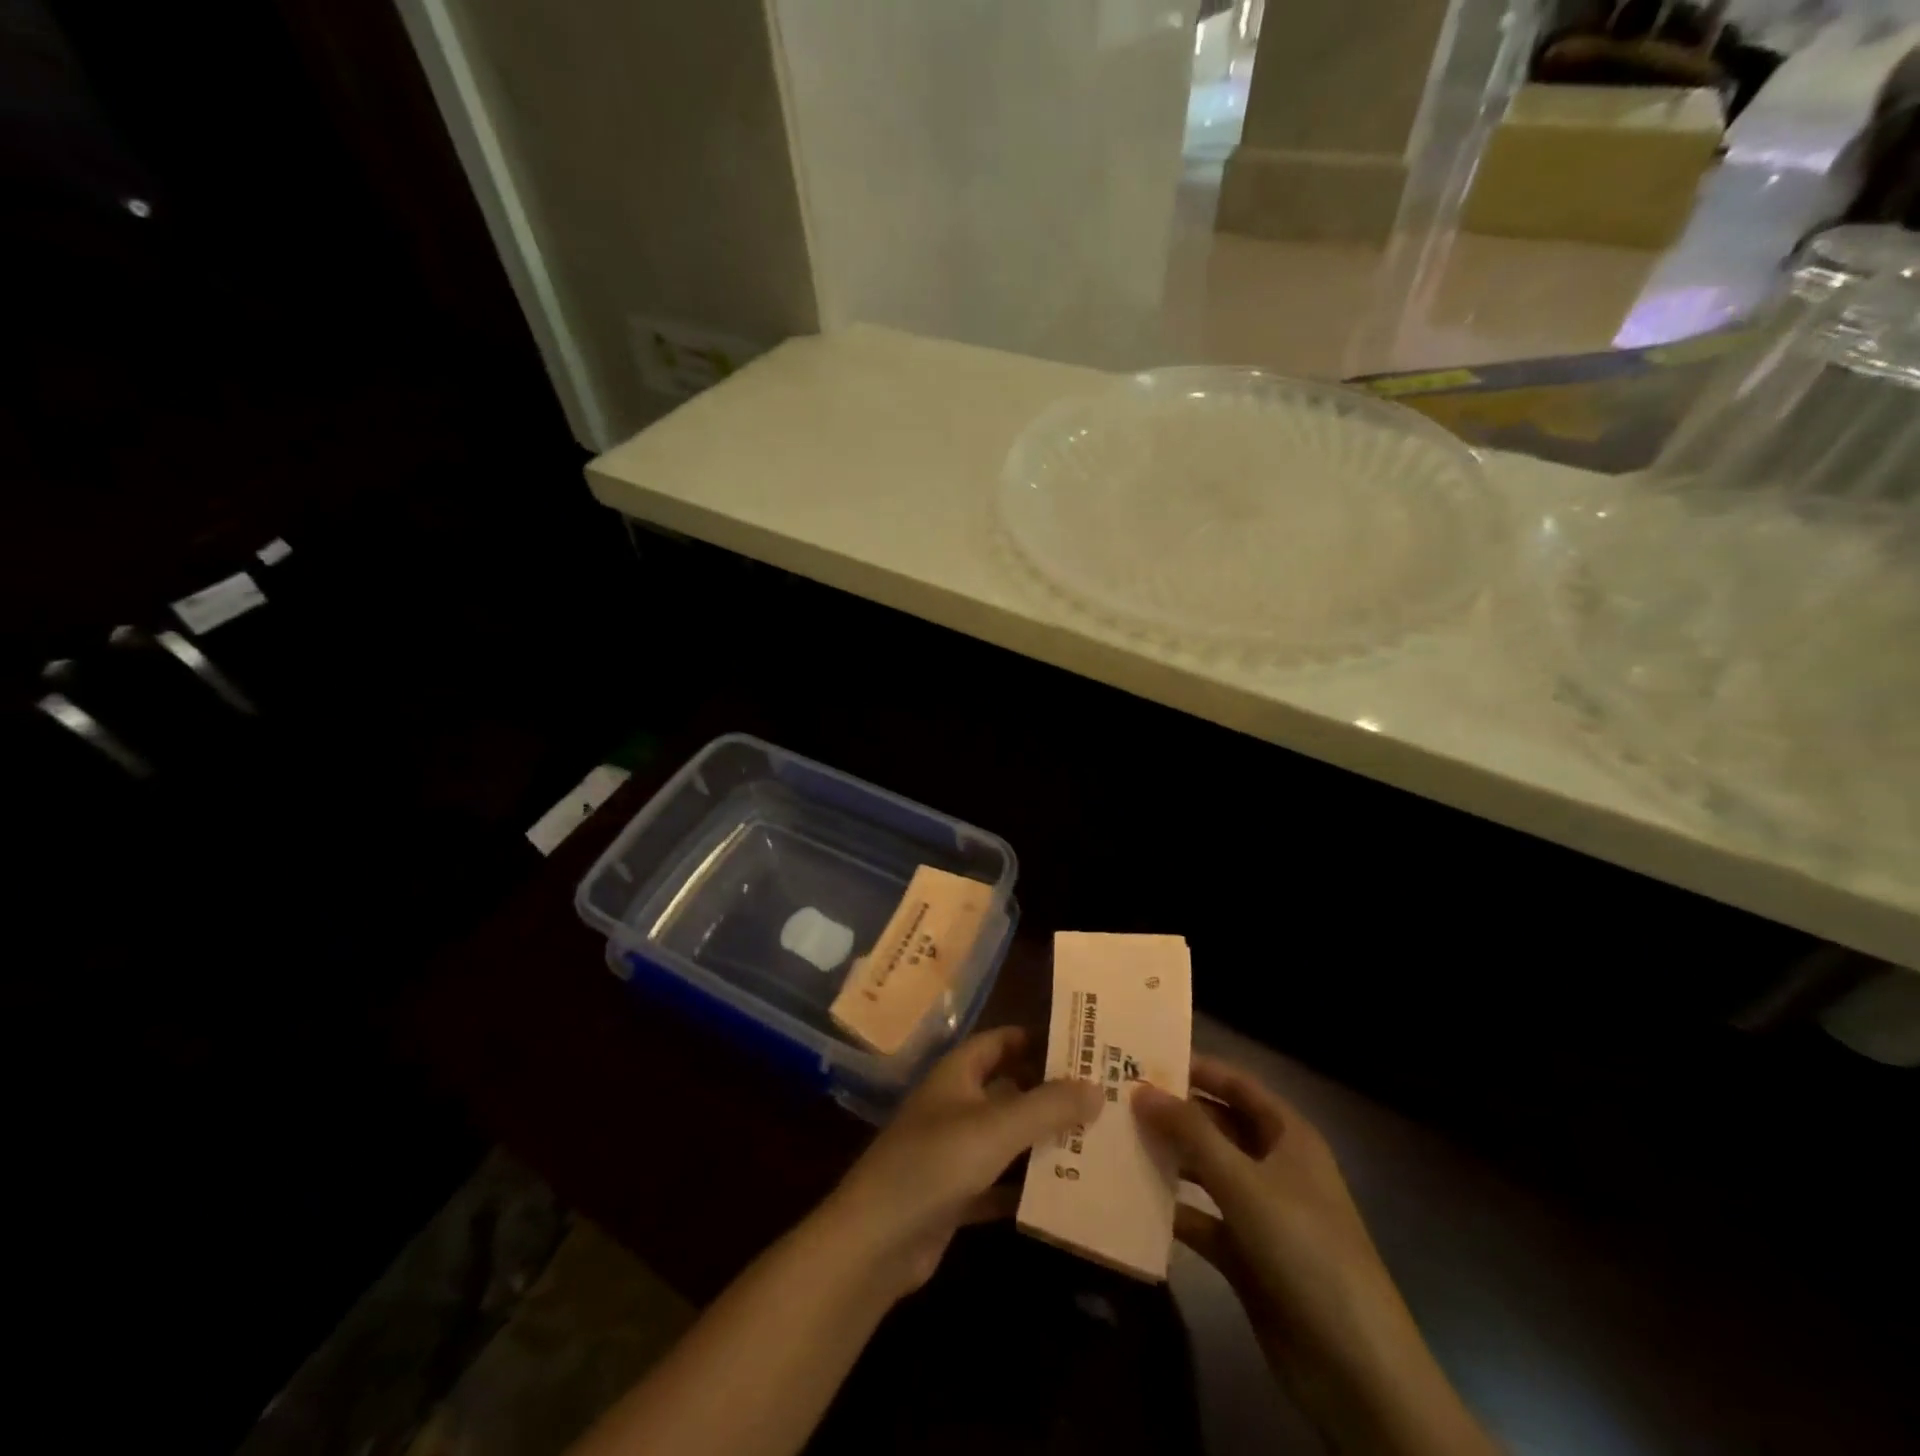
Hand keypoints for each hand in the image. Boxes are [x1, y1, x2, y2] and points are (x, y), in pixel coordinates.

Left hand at [820, 1026, 1102, 1299]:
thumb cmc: (935, 1163)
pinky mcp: (954, 1195)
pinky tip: (1064, 1194)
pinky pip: (998, 1183)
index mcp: (957, 1074)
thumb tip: (1097, 1086)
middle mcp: (955, 1105)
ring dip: (1042, 1140)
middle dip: (1048, 1092)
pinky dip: (1025, 1186)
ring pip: (1006, 1137)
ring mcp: (952, 1152)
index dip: (1036, 1038)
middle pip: (1008, 1089)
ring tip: (1095, 1141)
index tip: (1081, 1044)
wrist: (875, 1241)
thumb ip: (1047, 1106)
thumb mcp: (997, 1128)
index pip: (1000, 1041)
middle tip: (1101, 1095)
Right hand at [1135, 1059, 1499, 1455]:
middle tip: (1117, 1098)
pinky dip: (1174, 1209)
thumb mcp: (1244, 1182)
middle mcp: (1275, 1166)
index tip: (1144, 1057)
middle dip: (1173, 1113)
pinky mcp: (1247, 1256)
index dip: (1195, 1068)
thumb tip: (1141, 1088)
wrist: (1353, 1367)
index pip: (1236, 1084)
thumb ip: (1190, 1132)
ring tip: (1117, 1140)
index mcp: (1288, 1136)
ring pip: (1206, 1171)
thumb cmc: (1304, 1249)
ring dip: (1169, 1159)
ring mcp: (1261, 1212)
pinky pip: (1203, 1219)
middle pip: (1217, 1125)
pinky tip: (1134, 1200)